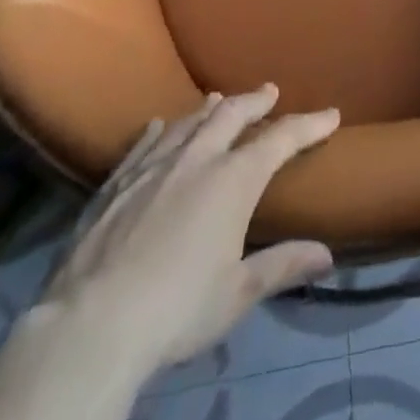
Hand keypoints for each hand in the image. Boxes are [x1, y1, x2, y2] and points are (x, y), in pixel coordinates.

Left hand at [40, 86, 339, 375]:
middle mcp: (197, 159)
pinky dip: (158, 130)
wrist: (88, 328)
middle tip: (269, 92)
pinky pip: (143, 144)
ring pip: (188, 122)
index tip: (331, 115)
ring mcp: (152, 167)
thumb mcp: (237, 293)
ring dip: (209, 108)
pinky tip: (159, 125)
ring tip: (219, 98)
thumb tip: (327, 255)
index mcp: (234, 179)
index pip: (282, 138)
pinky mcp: (115, 185)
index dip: (310, 125)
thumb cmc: (176, 309)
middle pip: (232, 114)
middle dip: (255, 101)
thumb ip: (282, 265)